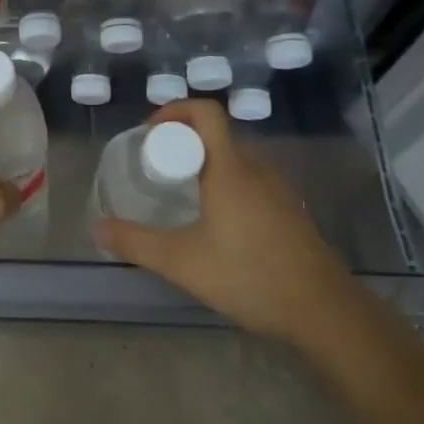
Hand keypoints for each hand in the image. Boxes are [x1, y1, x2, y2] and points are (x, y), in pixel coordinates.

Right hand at [93, 100, 355, 341]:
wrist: (325, 312)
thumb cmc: (250, 276)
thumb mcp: (182, 263)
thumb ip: (136, 243)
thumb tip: (97, 228)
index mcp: (230, 168)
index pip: (206, 112)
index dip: (174, 110)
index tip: (150, 134)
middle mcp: (256, 168)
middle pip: (218, 133)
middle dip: (183, 140)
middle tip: (158, 167)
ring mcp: (278, 189)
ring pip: (236, 158)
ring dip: (206, 162)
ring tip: (182, 193)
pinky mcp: (290, 211)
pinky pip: (252, 180)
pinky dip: (227, 183)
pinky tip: (218, 222)